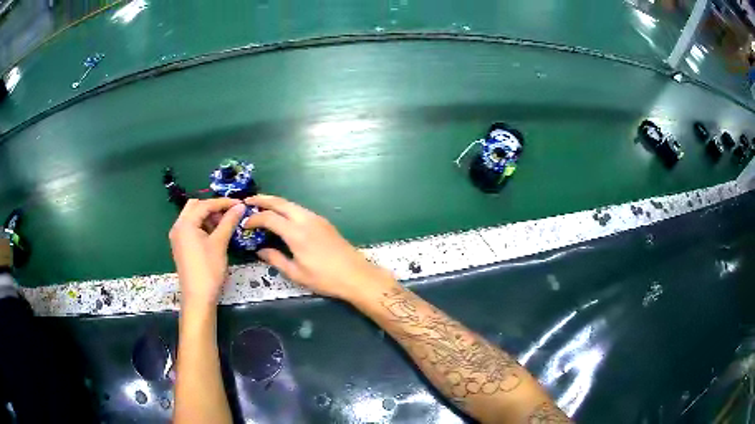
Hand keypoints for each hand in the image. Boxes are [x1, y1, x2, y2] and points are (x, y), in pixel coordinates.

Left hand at [169, 198, 245, 309]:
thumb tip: (240, 206)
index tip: (240, 204)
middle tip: (229, 214)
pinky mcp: (180, 245)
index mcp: (185, 223)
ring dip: (208, 217)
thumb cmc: (208, 269)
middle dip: (213, 208)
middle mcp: (178, 226)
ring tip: (224, 225)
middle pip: (195, 206)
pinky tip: (214, 235)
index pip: (205, 204)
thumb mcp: (220, 243)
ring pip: (193, 217)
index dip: (223, 203)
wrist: (198, 297)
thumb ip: (229, 221)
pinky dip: (202, 226)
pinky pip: (191, 228)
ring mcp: (177, 236)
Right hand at [243, 195, 395, 301]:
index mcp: (296, 233)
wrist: (356, 275)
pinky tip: (282, 217)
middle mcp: (305, 219)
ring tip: (261, 207)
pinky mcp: (323, 222)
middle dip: (262, 199)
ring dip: (275, 203)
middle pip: (280, 202)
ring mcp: (316, 218)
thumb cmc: (325, 278)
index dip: (254, 219)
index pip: (269, 217)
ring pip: (291, 204)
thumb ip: (275, 259)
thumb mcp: (296, 273)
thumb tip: (260, 250)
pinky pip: (300, 209)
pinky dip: (286, 208)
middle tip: (247, 201)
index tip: (245, 225)